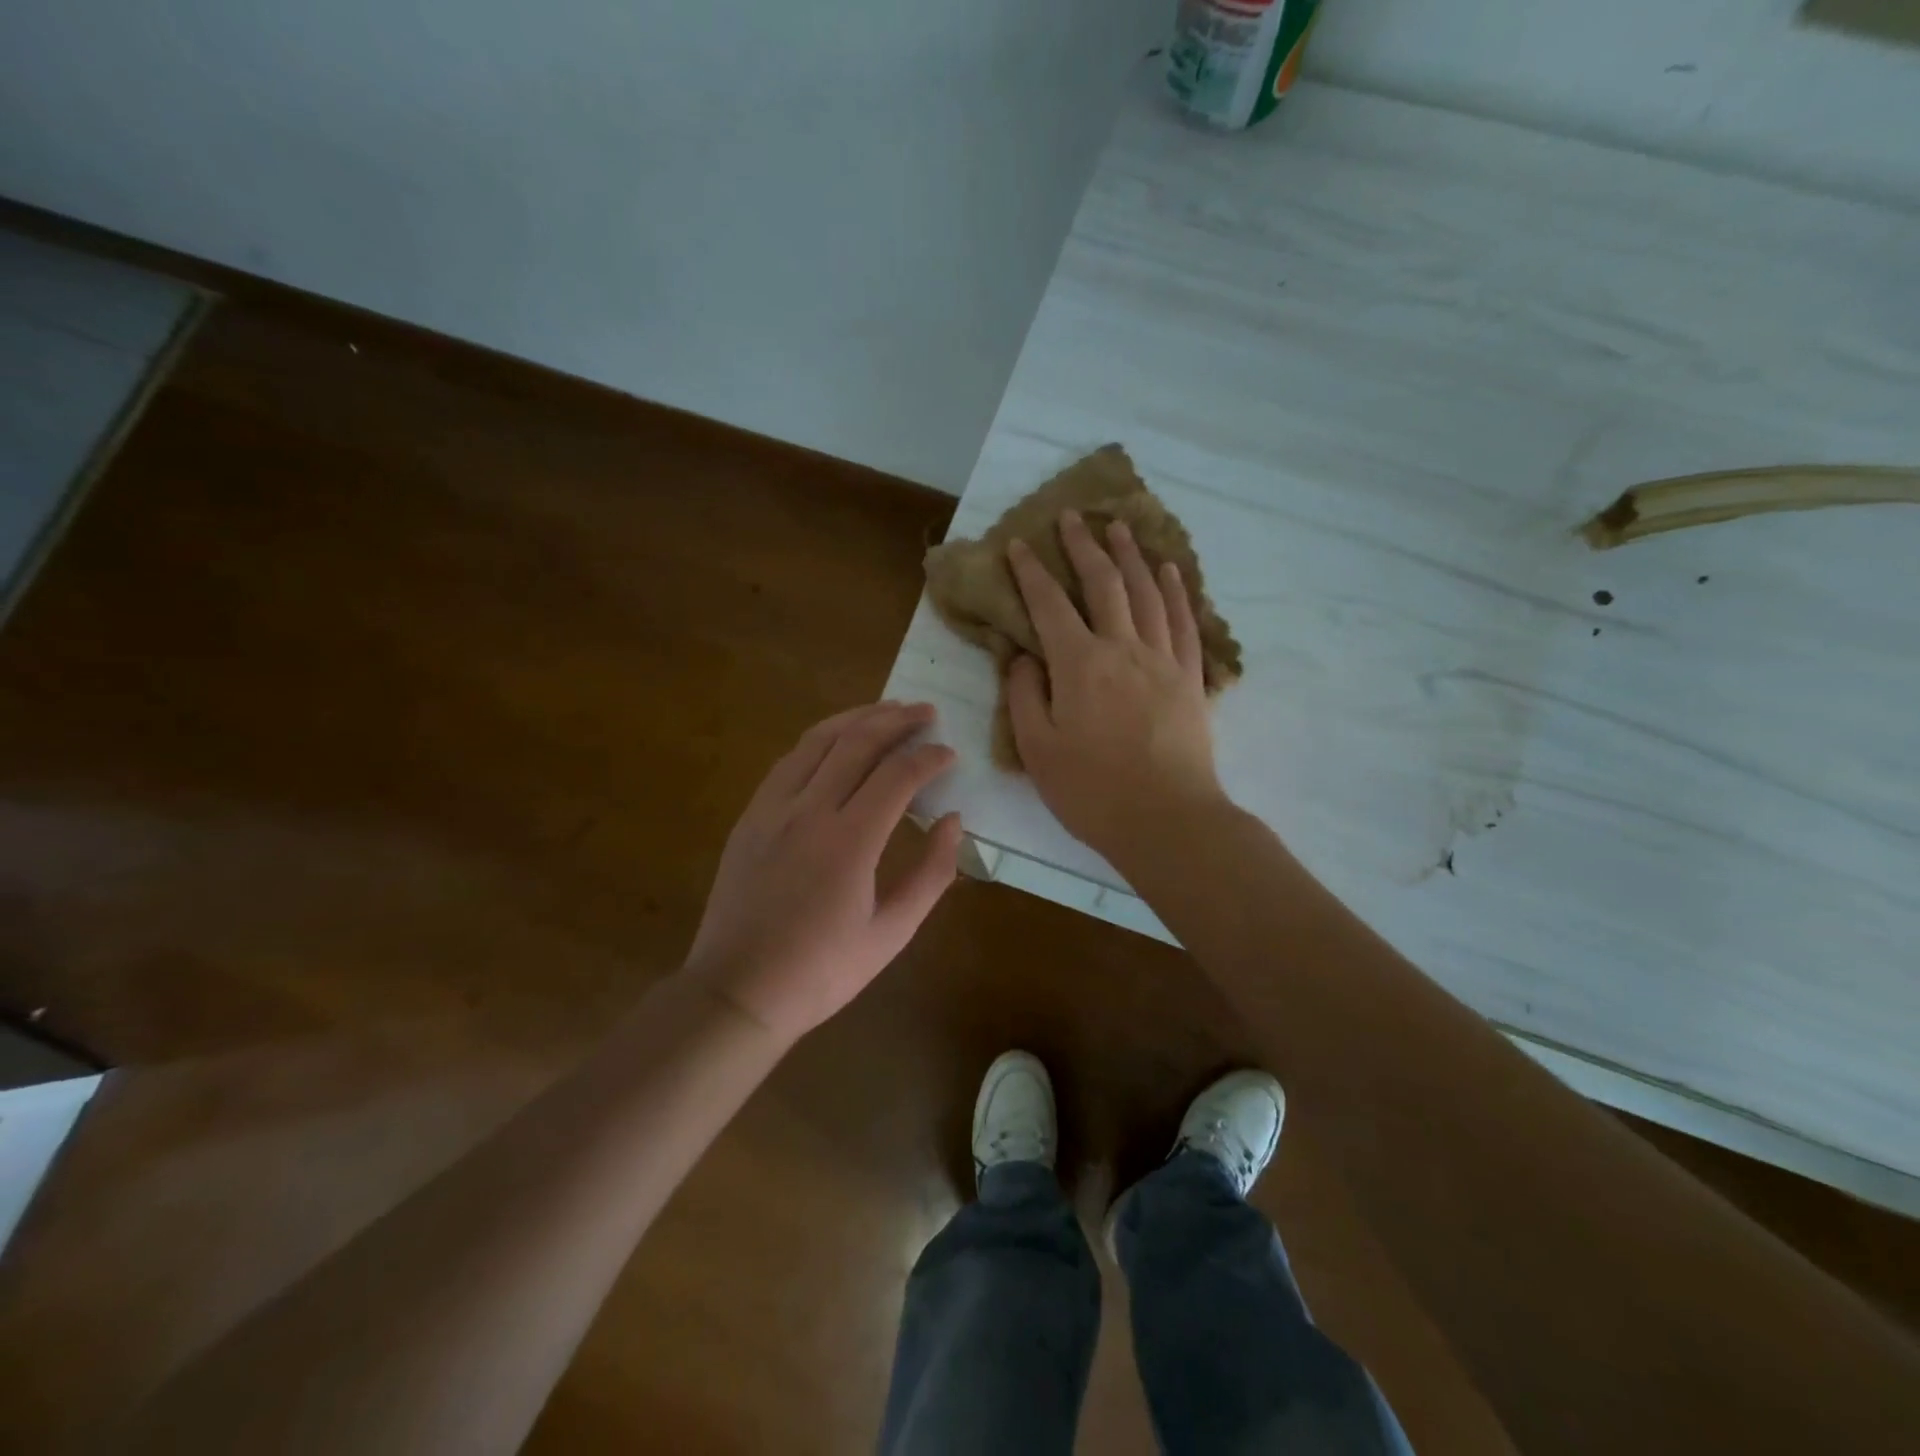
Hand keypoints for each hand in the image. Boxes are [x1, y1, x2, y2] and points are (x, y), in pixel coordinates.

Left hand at [682, 702, 962, 1043]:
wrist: (738, 992)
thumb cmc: (821, 971)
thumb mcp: (891, 934)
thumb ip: (931, 875)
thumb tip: (953, 822)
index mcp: (849, 841)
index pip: (897, 776)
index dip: (928, 758)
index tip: (949, 754)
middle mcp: (808, 811)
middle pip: (857, 743)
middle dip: (897, 720)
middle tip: (925, 711)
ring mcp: (772, 809)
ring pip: (818, 741)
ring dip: (856, 718)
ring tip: (886, 709)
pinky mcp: (750, 816)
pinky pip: (789, 761)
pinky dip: (820, 740)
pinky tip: (836, 740)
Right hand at [1006, 512, 1225, 860]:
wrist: (1166, 820)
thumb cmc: (1091, 791)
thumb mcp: (1038, 749)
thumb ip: (1026, 696)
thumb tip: (1024, 658)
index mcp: (1078, 665)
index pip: (1049, 605)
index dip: (1032, 572)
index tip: (1020, 544)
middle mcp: (1121, 648)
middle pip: (1102, 584)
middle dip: (1083, 547)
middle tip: (1072, 517)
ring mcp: (1161, 659)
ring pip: (1146, 593)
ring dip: (1130, 556)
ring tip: (1119, 527)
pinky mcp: (1189, 677)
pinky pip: (1182, 622)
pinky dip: (1175, 591)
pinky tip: (1169, 571)